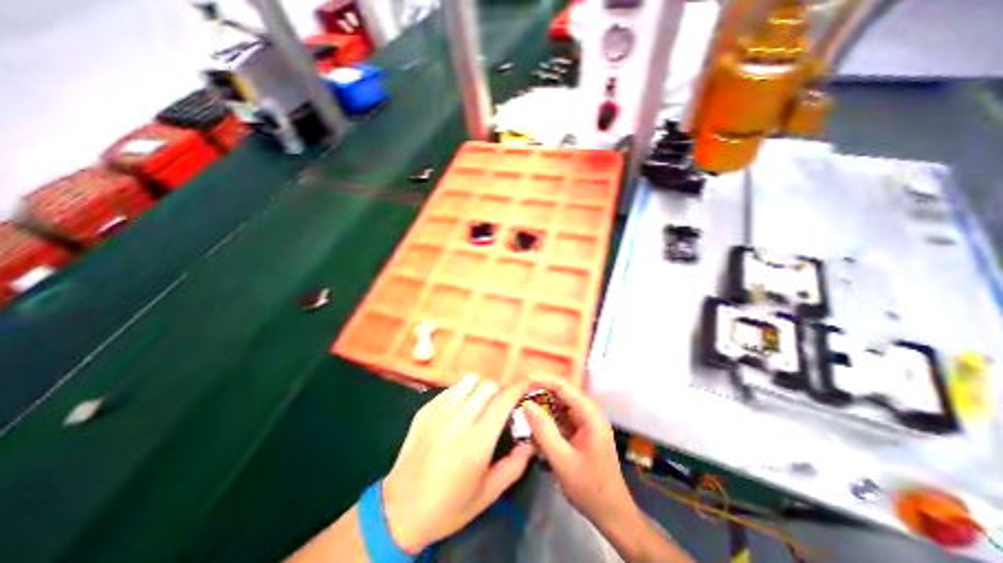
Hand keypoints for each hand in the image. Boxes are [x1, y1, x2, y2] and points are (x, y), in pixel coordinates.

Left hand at [382, 375, 531, 553]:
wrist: (400, 510)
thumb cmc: (449, 506)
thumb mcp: (488, 494)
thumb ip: (515, 466)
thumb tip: (531, 442)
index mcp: (477, 441)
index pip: (503, 401)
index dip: (517, 388)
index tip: (525, 384)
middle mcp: (459, 420)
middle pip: (488, 386)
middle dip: (499, 392)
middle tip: (499, 405)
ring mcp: (439, 412)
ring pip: (469, 381)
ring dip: (479, 388)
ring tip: (478, 404)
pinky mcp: (425, 409)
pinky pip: (450, 388)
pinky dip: (461, 392)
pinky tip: (458, 410)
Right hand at [526, 377, 633, 528]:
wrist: (611, 512)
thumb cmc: (590, 487)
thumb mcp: (562, 460)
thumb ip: (544, 431)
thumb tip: (527, 404)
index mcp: (589, 413)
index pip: (563, 385)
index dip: (541, 380)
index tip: (521, 381)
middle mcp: (588, 410)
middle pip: (560, 392)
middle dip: (539, 392)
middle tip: (517, 396)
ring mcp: (585, 419)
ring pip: (558, 404)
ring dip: (541, 406)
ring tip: (521, 409)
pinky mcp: (580, 429)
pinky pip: (560, 416)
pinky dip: (546, 419)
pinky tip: (533, 426)